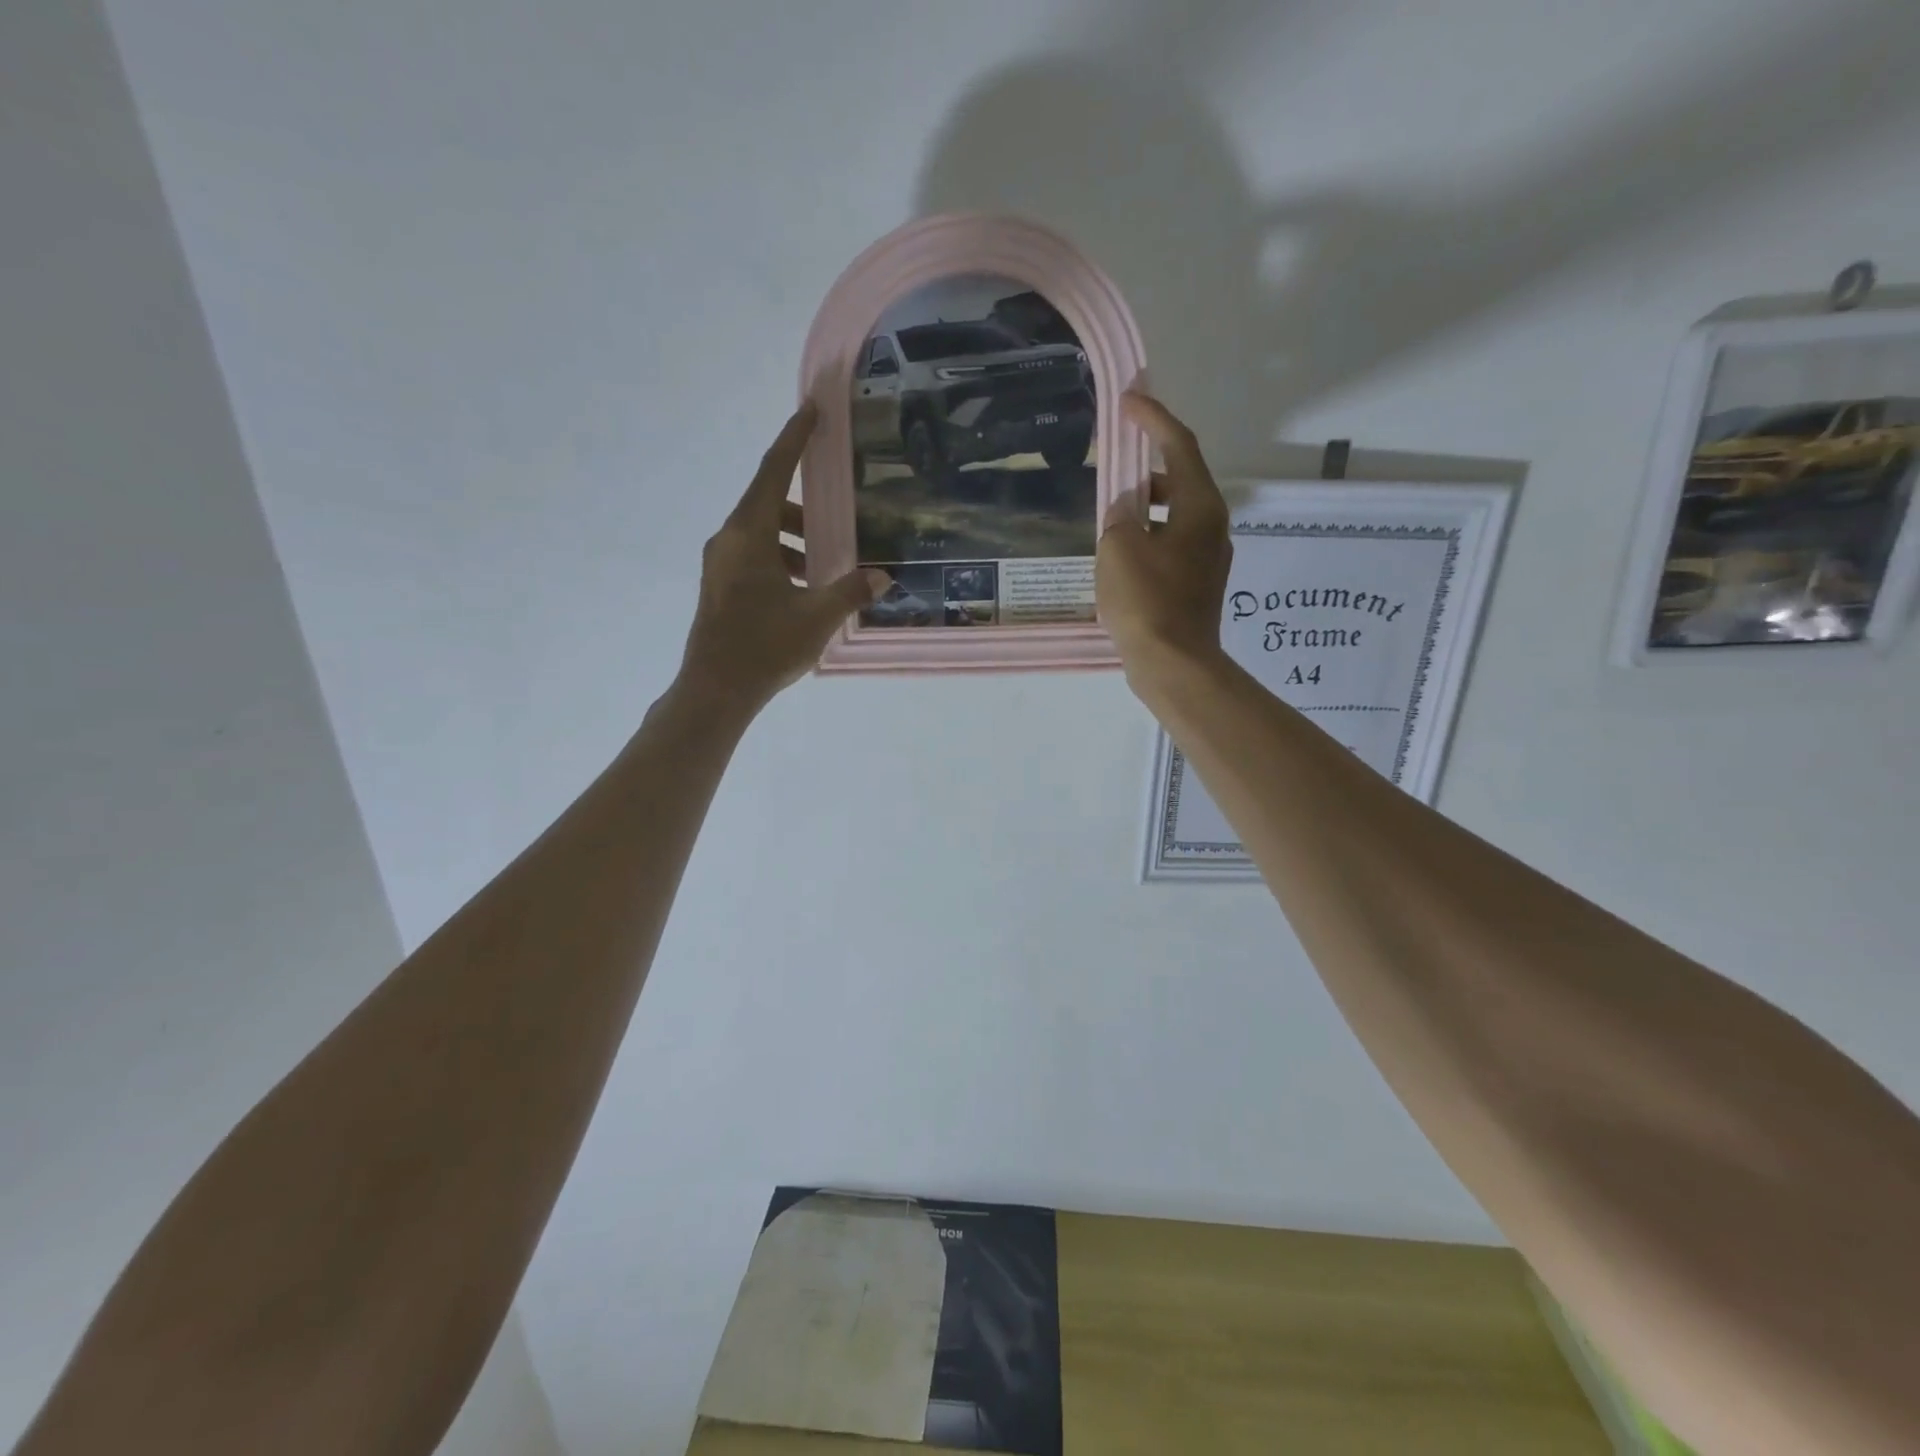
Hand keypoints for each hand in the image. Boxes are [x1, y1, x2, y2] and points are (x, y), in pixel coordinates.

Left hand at [679, 402, 887, 712]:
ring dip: (795, 541)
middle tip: (838, 525)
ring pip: (762, 533)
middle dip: (806, 510)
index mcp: (749, 534)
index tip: (811, 410)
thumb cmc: (764, 646)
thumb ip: (851, 590)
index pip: (774, 470)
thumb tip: (882, 576)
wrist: (715, 691)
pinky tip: (805, 592)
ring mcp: (720, 563)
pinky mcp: (720, 586)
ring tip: (826, 568)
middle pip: (769, 503)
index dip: (795, 438)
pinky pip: (754, 556)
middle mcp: (728, 539)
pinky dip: (782, 560)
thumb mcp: (817, 617)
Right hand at [1097, 392, 1231, 680]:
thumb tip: (1127, 510)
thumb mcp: (1119, 547)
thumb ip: (1120, 515)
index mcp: (1201, 508)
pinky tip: (1122, 556)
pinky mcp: (1197, 585)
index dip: (1153, 419)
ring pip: (1175, 516)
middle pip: (1180, 481)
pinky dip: (1148, 538)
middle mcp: (1212, 527)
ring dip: (1145, 508)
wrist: (1174, 665)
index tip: (1129, 399)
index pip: (1179, 447)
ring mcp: (1208, 559)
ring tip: (1111, 517)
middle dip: (1147, 468)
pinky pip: (1171, 546)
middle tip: (1114, 466)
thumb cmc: (1146, 601)